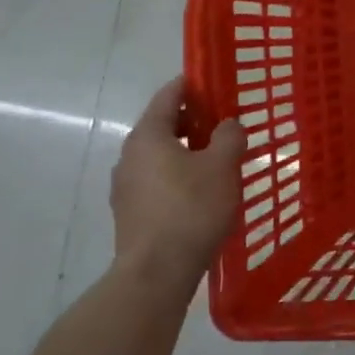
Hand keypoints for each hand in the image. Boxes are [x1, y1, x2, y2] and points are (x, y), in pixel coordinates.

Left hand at [109, 76, 245, 283]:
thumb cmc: (191, 209)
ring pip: (159, 156)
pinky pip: (156, 181)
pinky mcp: (129, 213)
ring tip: (216, 160)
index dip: (191, 85)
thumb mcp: (222, 166)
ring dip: (184, 151)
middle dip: (192, 121)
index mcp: (148, 135)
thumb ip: (229, 136)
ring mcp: (125, 186)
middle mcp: (129, 155)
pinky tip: (200, 192)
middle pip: (162, 126)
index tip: (213, 81)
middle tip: (223, 124)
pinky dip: (176, 176)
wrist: (156, 273)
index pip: (168, 95)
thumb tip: (228, 124)